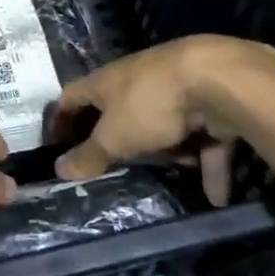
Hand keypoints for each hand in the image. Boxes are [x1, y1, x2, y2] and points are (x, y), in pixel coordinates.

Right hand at [52, 36, 274, 205]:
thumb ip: (89, 155)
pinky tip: (217, 196)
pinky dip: (210, 165)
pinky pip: (205, 139)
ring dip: (171, 153)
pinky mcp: (210, 102)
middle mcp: (138, 80)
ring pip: (167, 125)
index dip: (62, 118)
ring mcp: (176, 89)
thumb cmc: (150, 104)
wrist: (217, 79)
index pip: (73, 96)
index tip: (57, 145)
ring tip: (175, 178)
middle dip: (123, 139)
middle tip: (118, 168)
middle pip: (122, 110)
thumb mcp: (114, 136)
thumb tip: (58, 169)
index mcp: (106, 82)